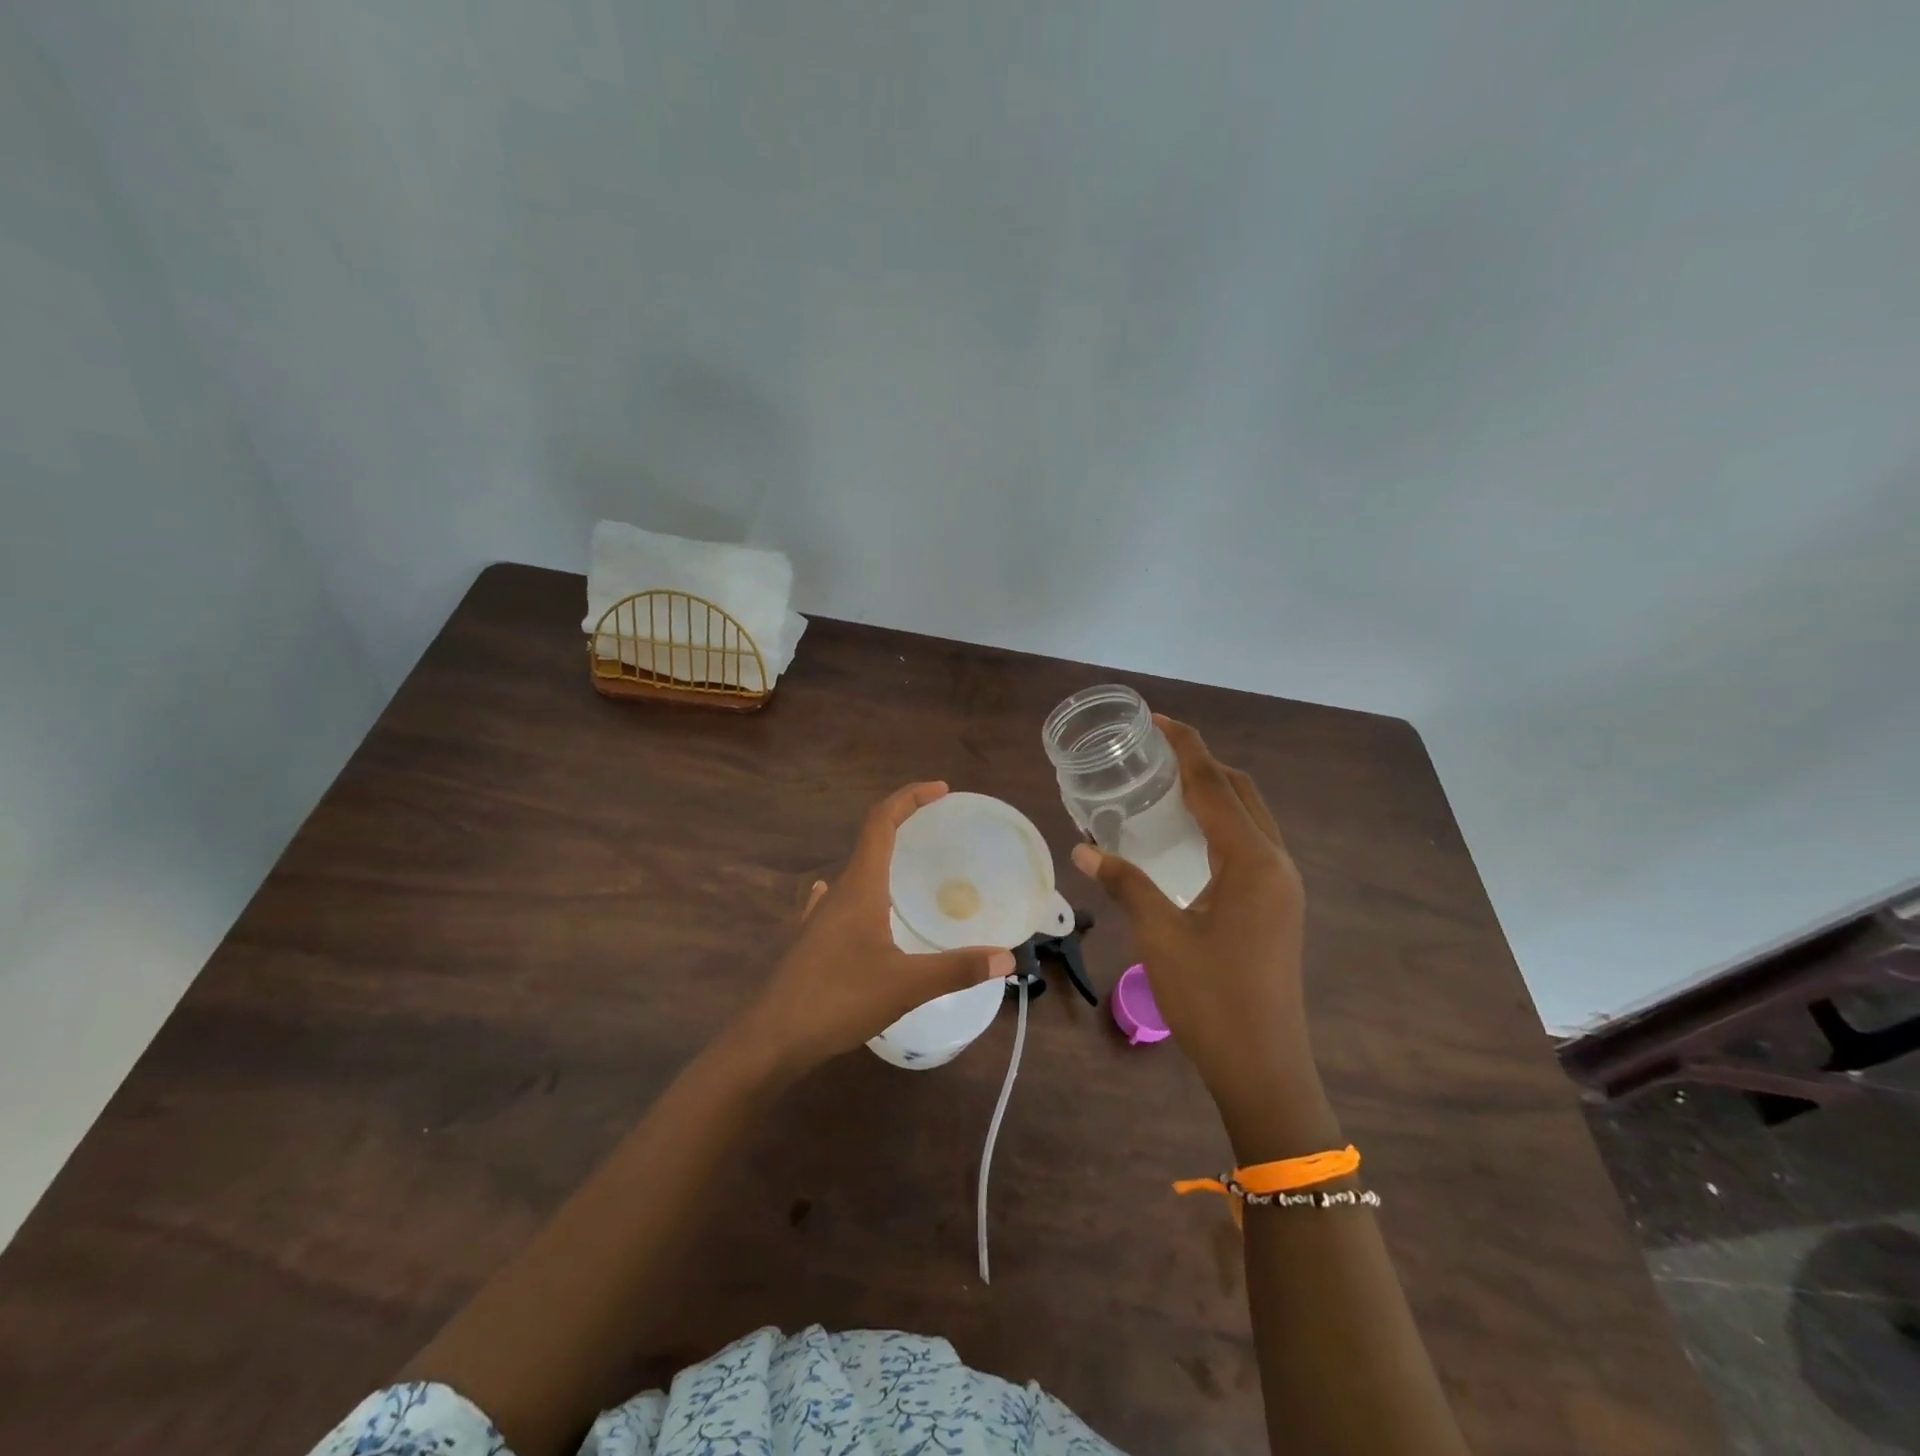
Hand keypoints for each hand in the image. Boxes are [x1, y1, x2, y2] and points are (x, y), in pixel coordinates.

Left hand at [737, 782, 1014, 1076]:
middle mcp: (838, 892)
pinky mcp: (812, 940)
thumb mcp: (905, 985)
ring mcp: (820, 916)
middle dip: (904, 823)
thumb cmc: (838, 1000)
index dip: (910, 798)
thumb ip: (957, 969)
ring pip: (856, 871)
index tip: (941, 790)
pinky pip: (841, 900)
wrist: (772, 1038)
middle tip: (940, 827)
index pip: (881, 822)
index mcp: (860, 887)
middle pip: (871, 840)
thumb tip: (1007, 958)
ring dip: (884, 856)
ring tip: (912, 866)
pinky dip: (862, 889)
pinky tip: (862, 906)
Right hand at [1071, 718, 1311, 1130]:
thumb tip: (1084, 849)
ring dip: (1213, 792)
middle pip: (1240, 792)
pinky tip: (1187, 835)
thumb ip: (1126, 883)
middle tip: (1155, 750)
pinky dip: (1220, 823)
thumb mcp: (1161, 935)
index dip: (1186, 747)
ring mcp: (1281, 887)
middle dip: (1202, 763)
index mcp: (1253, 862)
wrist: (1263, 1067)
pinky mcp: (1276, 906)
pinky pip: (1249, 844)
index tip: (1155, 719)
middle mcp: (1275, 863)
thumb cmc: (1211, 999)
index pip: (1215, 785)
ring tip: (1166, 783)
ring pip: (1249, 818)